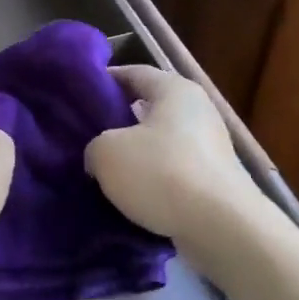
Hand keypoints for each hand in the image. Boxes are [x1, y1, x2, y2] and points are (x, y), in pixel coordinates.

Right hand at [86, 65, 264, 242]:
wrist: (220, 227)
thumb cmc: (161, 173)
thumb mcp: (106, 152)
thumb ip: (95, 145)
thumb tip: (100, 156)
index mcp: (175, 89)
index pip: (134, 72)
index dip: (105, 81)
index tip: (79, 95)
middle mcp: (197, 111)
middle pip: (148, 109)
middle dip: (117, 122)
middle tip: (86, 136)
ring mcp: (210, 147)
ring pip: (160, 144)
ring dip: (134, 156)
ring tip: (103, 171)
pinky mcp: (214, 181)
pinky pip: (173, 172)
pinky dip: (152, 181)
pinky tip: (129, 197)